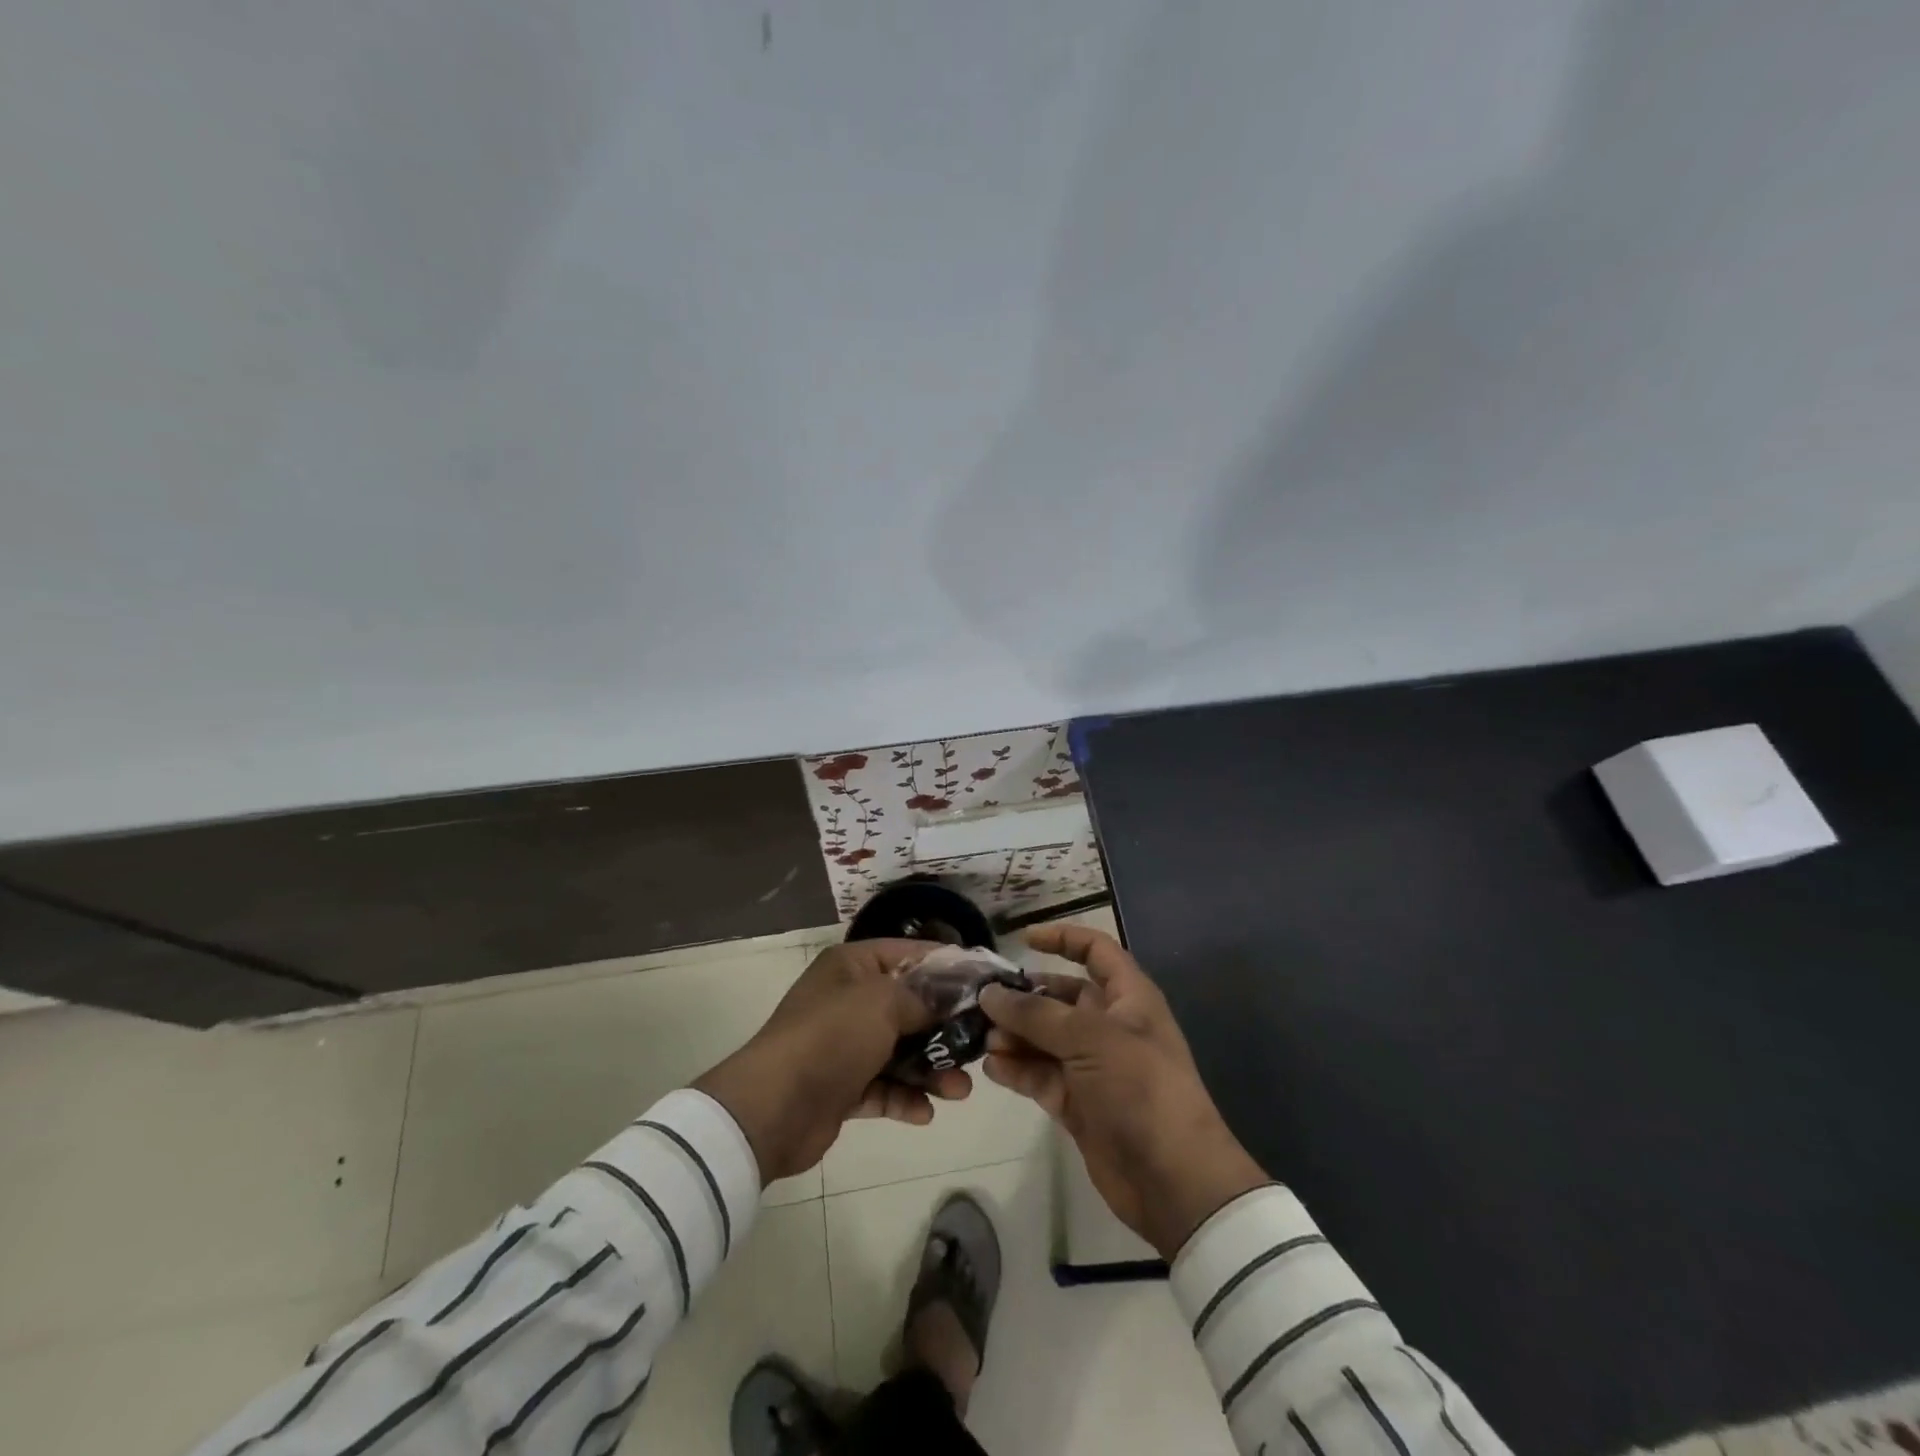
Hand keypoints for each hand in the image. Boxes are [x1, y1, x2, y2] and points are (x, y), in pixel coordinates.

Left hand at [693, 940, 971, 1182]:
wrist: (772, 1109)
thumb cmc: (831, 1038)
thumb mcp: (883, 1003)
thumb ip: (923, 997)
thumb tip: (953, 995)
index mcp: (853, 966)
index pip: (910, 954)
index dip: (948, 966)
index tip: (986, 983)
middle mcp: (849, 999)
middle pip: (909, 1006)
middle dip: (945, 1027)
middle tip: (981, 1044)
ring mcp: (845, 1044)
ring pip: (900, 1050)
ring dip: (931, 1069)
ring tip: (960, 1090)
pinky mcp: (843, 1086)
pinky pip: (883, 1087)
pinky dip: (904, 1098)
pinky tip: (925, 1113)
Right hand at [980, 925, 1267, 1259]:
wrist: (1173, 1180)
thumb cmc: (1140, 1088)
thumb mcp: (1090, 1039)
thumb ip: (1036, 1014)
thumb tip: (990, 993)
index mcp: (1128, 998)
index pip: (1096, 951)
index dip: (1063, 938)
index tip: (1023, 939)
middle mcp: (1109, 1026)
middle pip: (1060, 997)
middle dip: (1023, 997)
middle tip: (981, 1001)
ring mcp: (1092, 1067)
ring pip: (1044, 1038)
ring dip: (1014, 1035)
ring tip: (982, 1039)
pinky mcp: (1077, 1103)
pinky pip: (1040, 1076)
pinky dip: (1017, 1070)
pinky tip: (991, 1067)